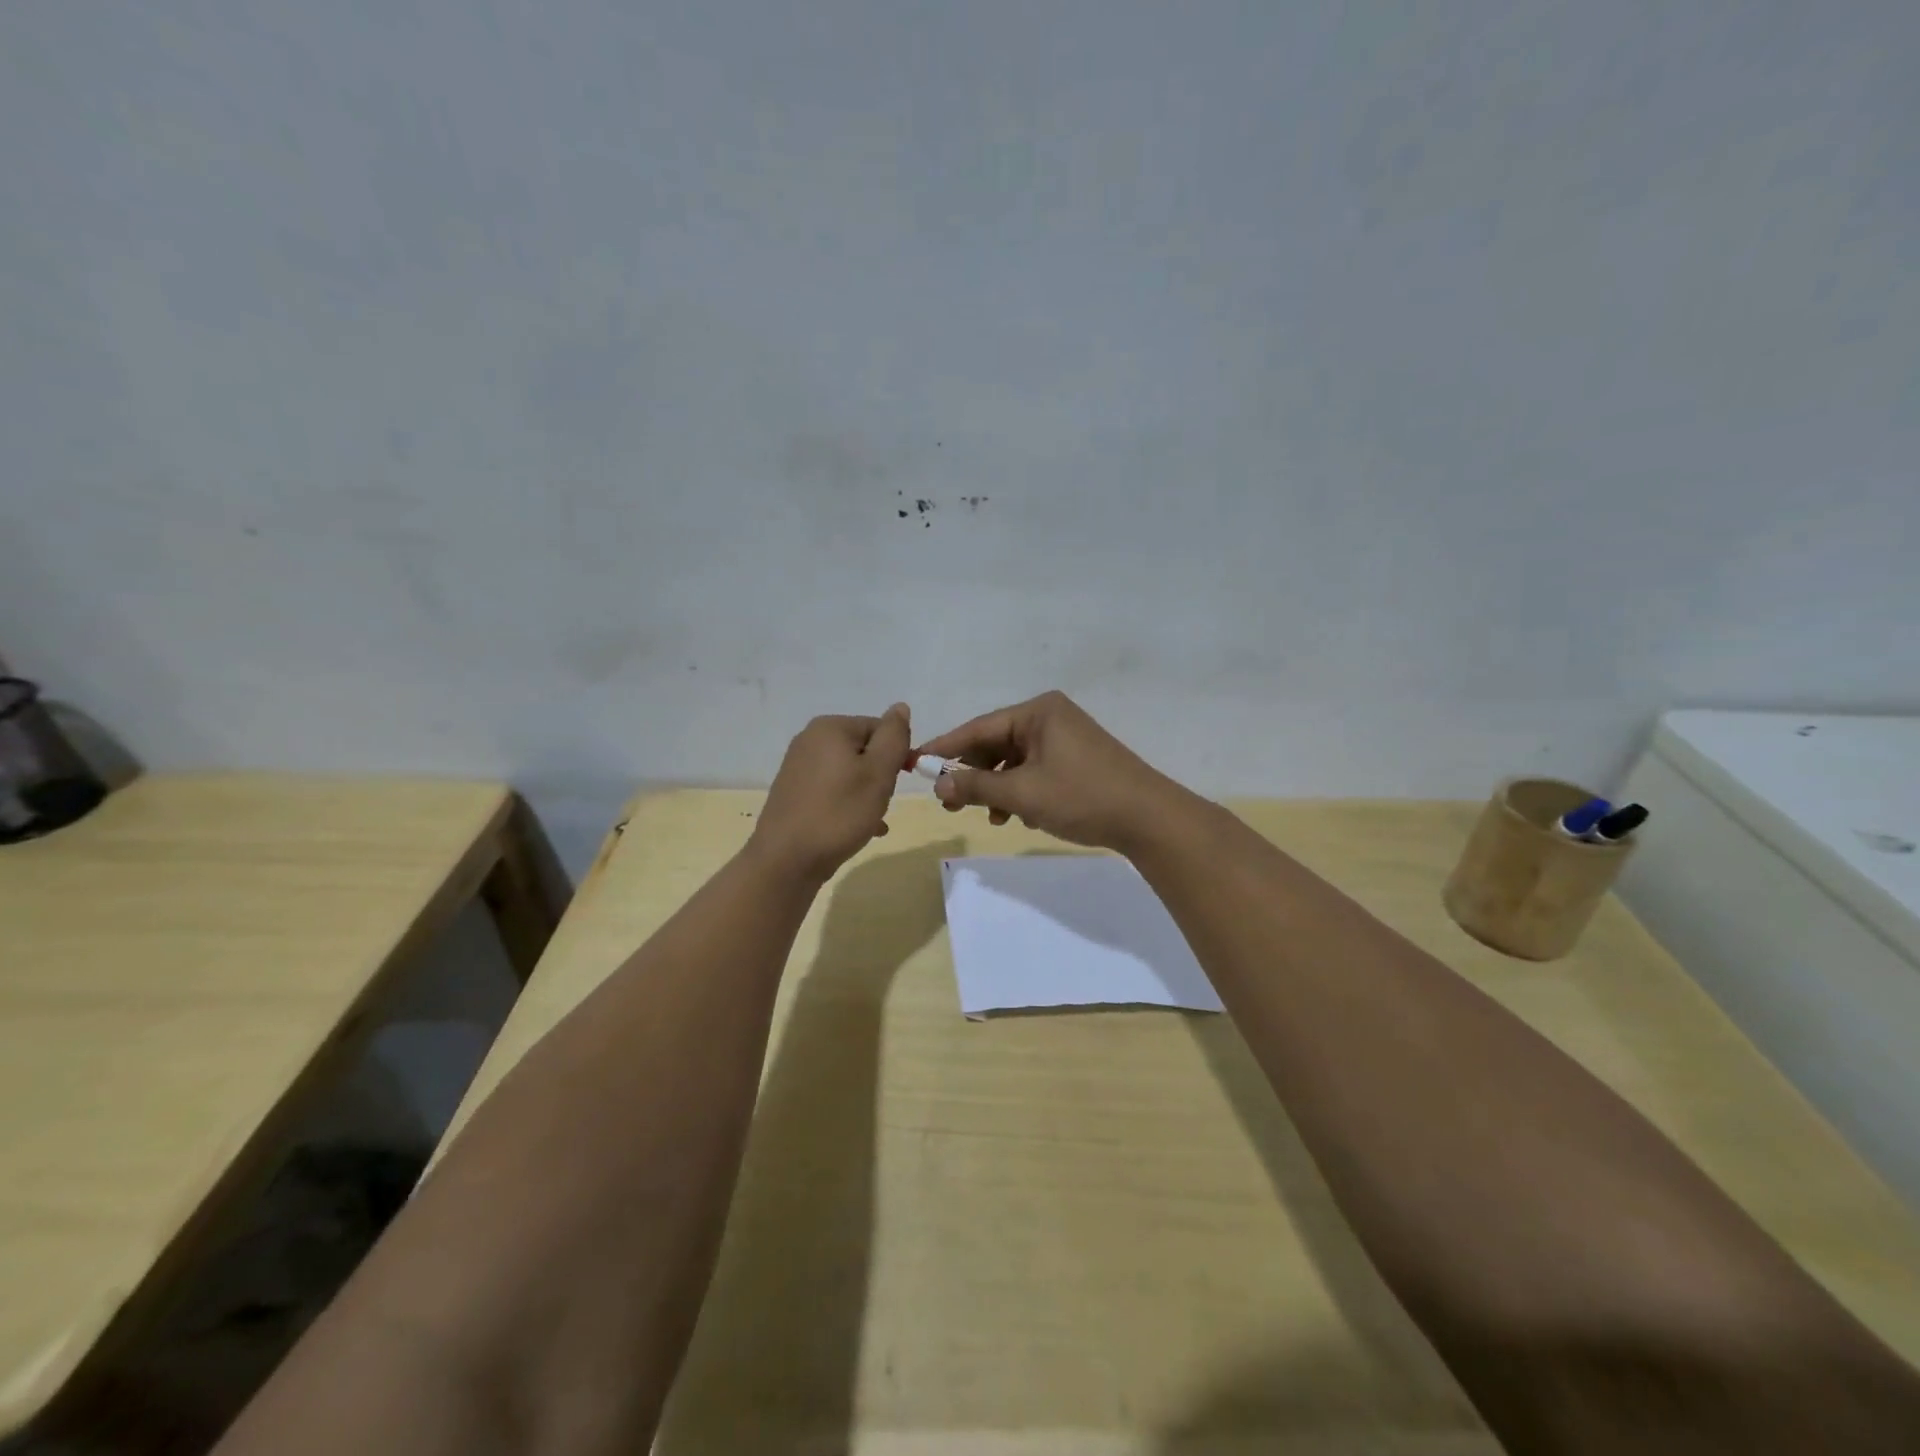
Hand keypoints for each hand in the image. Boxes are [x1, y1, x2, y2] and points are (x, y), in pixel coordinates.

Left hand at [748, 704, 912, 883]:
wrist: (787, 860)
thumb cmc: (839, 812)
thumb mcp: (878, 772)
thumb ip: (893, 737)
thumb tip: (900, 707)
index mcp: (830, 727)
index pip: (880, 729)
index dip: (897, 754)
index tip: (900, 782)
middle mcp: (809, 740)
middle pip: (864, 750)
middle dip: (880, 776)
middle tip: (882, 802)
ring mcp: (798, 767)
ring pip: (849, 773)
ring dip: (867, 793)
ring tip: (871, 819)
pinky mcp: (794, 793)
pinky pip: (832, 790)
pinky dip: (849, 804)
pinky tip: (860, 828)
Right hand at [913, 691, 1192, 852]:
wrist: (1148, 819)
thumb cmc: (1082, 796)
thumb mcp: (1023, 793)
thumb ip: (976, 787)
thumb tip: (936, 785)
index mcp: (1038, 711)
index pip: (978, 727)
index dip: (945, 749)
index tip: (915, 765)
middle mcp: (1050, 717)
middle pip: (996, 743)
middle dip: (974, 774)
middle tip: (950, 803)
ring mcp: (1066, 738)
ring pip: (1015, 761)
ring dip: (998, 788)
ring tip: (992, 817)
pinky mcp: (1076, 760)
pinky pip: (1034, 770)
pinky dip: (1021, 791)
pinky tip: (1019, 816)